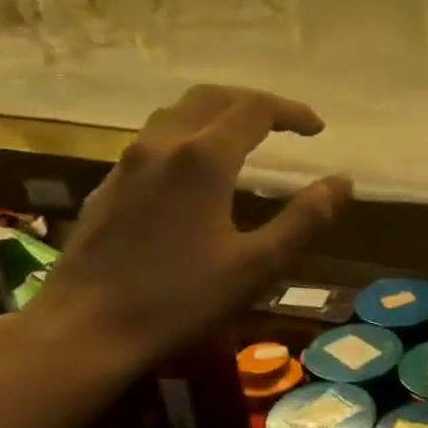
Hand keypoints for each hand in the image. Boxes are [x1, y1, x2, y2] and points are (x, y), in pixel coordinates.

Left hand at [23, 85, 351, 372]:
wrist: (85, 329)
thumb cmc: (180, 299)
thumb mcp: (257, 265)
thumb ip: (304, 219)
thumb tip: (342, 183)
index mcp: (204, 158)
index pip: (255, 109)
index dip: (292, 112)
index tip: (317, 129)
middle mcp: (163, 145)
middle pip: (212, 98)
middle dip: (254, 103)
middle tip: (284, 125)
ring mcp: (128, 163)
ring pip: (177, 114)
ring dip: (217, 115)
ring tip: (243, 140)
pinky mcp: (108, 186)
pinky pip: (154, 140)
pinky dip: (187, 137)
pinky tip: (194, 174)